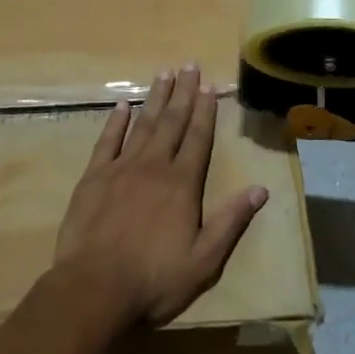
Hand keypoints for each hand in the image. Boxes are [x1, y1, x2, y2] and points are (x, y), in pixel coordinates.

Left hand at [53, 64, 268, 327]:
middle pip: (172, 122)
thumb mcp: (203, 261)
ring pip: (142, 124)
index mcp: (182, 184)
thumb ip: (230, 222)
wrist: (94, 289)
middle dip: (183, 93)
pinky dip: (116, 121)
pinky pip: (107, 141)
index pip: (198, 138)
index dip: (206, 111)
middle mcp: (154, 166)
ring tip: (164, 74)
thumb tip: (261, 189)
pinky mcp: (93, 177)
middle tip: (189, 65)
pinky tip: (123, 104)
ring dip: (155, 98)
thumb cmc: (154, 280)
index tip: (210, 85)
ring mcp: (121, 168)